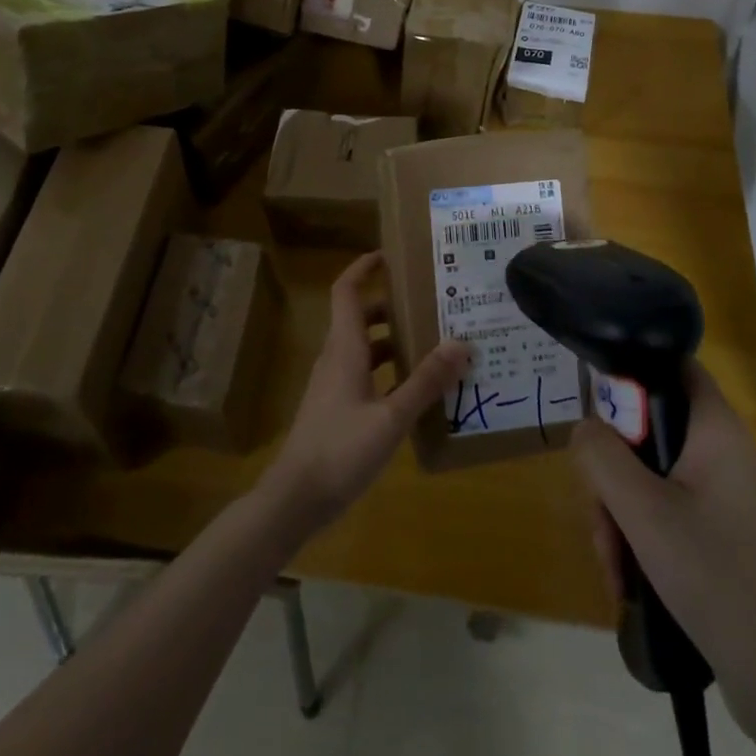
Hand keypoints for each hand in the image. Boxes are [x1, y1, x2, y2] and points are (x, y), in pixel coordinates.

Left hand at [261, 252, 470, 537]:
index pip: (346, 290)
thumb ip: (426, 381)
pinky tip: (415, 390)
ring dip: (393, 340)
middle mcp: (336, 357)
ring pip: (364, 347)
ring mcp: (333, 384)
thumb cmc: (340, 450)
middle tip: (430, 303)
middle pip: (361, 317)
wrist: (294, 500)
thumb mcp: (391, 418)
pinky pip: (364, 373)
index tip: (392, 255)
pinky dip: (388, 371)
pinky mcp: (335, 407)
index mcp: (344, 348)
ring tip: (433, 344)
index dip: (364, 267)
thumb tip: (461, 343)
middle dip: (392, 306)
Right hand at [575, 364, 755, 755]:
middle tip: (602, 515)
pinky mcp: (723, 533)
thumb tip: (584, 428)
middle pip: (649, 429)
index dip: (631, 374)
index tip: (599, 415)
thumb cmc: (715, 577)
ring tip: (614, 565)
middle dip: (613, 472)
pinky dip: (643, 536)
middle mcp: (722, 450)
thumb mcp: (642, 511)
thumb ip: (601, 456)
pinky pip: (669, 510)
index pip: (671, 364)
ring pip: (652, 475)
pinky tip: (629, 581)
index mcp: (715, 428)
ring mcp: (725, 494)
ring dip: (621, 513)